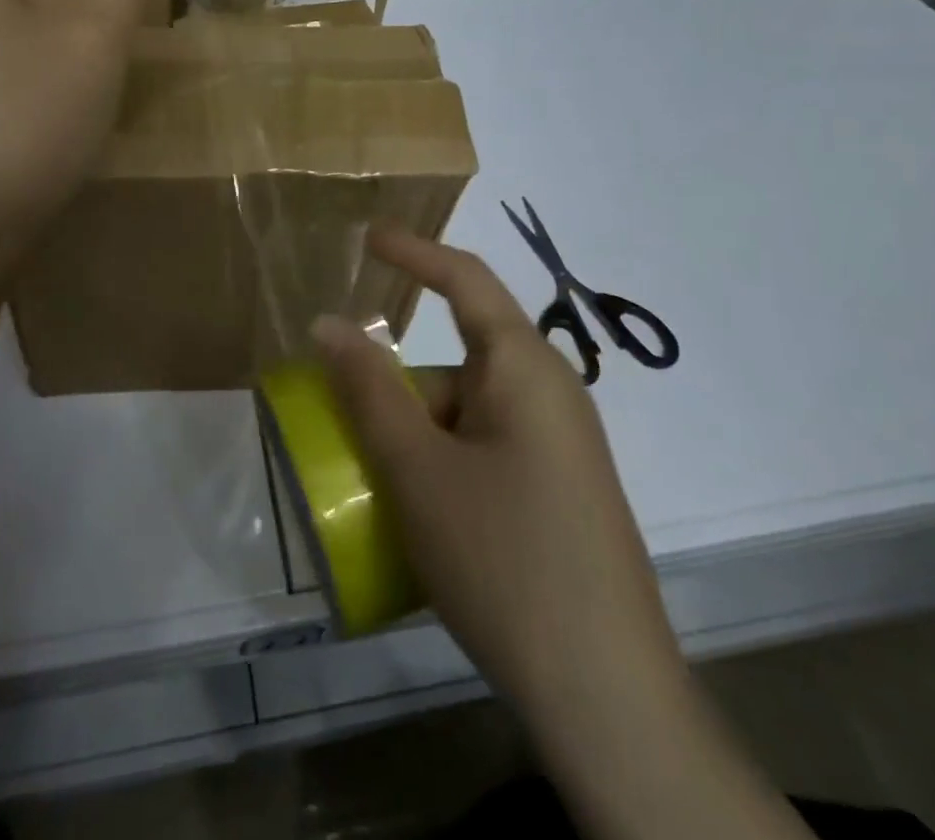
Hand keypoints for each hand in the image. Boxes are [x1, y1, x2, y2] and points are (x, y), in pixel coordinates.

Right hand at [311, 226, 683, 726]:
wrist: (606, 697)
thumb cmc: (504, 558)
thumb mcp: (418, 470)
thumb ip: (369, 390)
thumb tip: (328, 324)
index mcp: (525, 368)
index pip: (465, 280)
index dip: (413, 252)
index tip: (366, 237)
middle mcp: (549, 394)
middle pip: (457, 361)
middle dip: (397, 387)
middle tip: (345, 427)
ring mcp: (558, 446)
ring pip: (466, 413)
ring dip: (416, 436)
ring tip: (375, 489)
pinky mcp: (557, 490)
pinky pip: (484, 451)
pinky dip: (442, 464)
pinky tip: (417, 518)